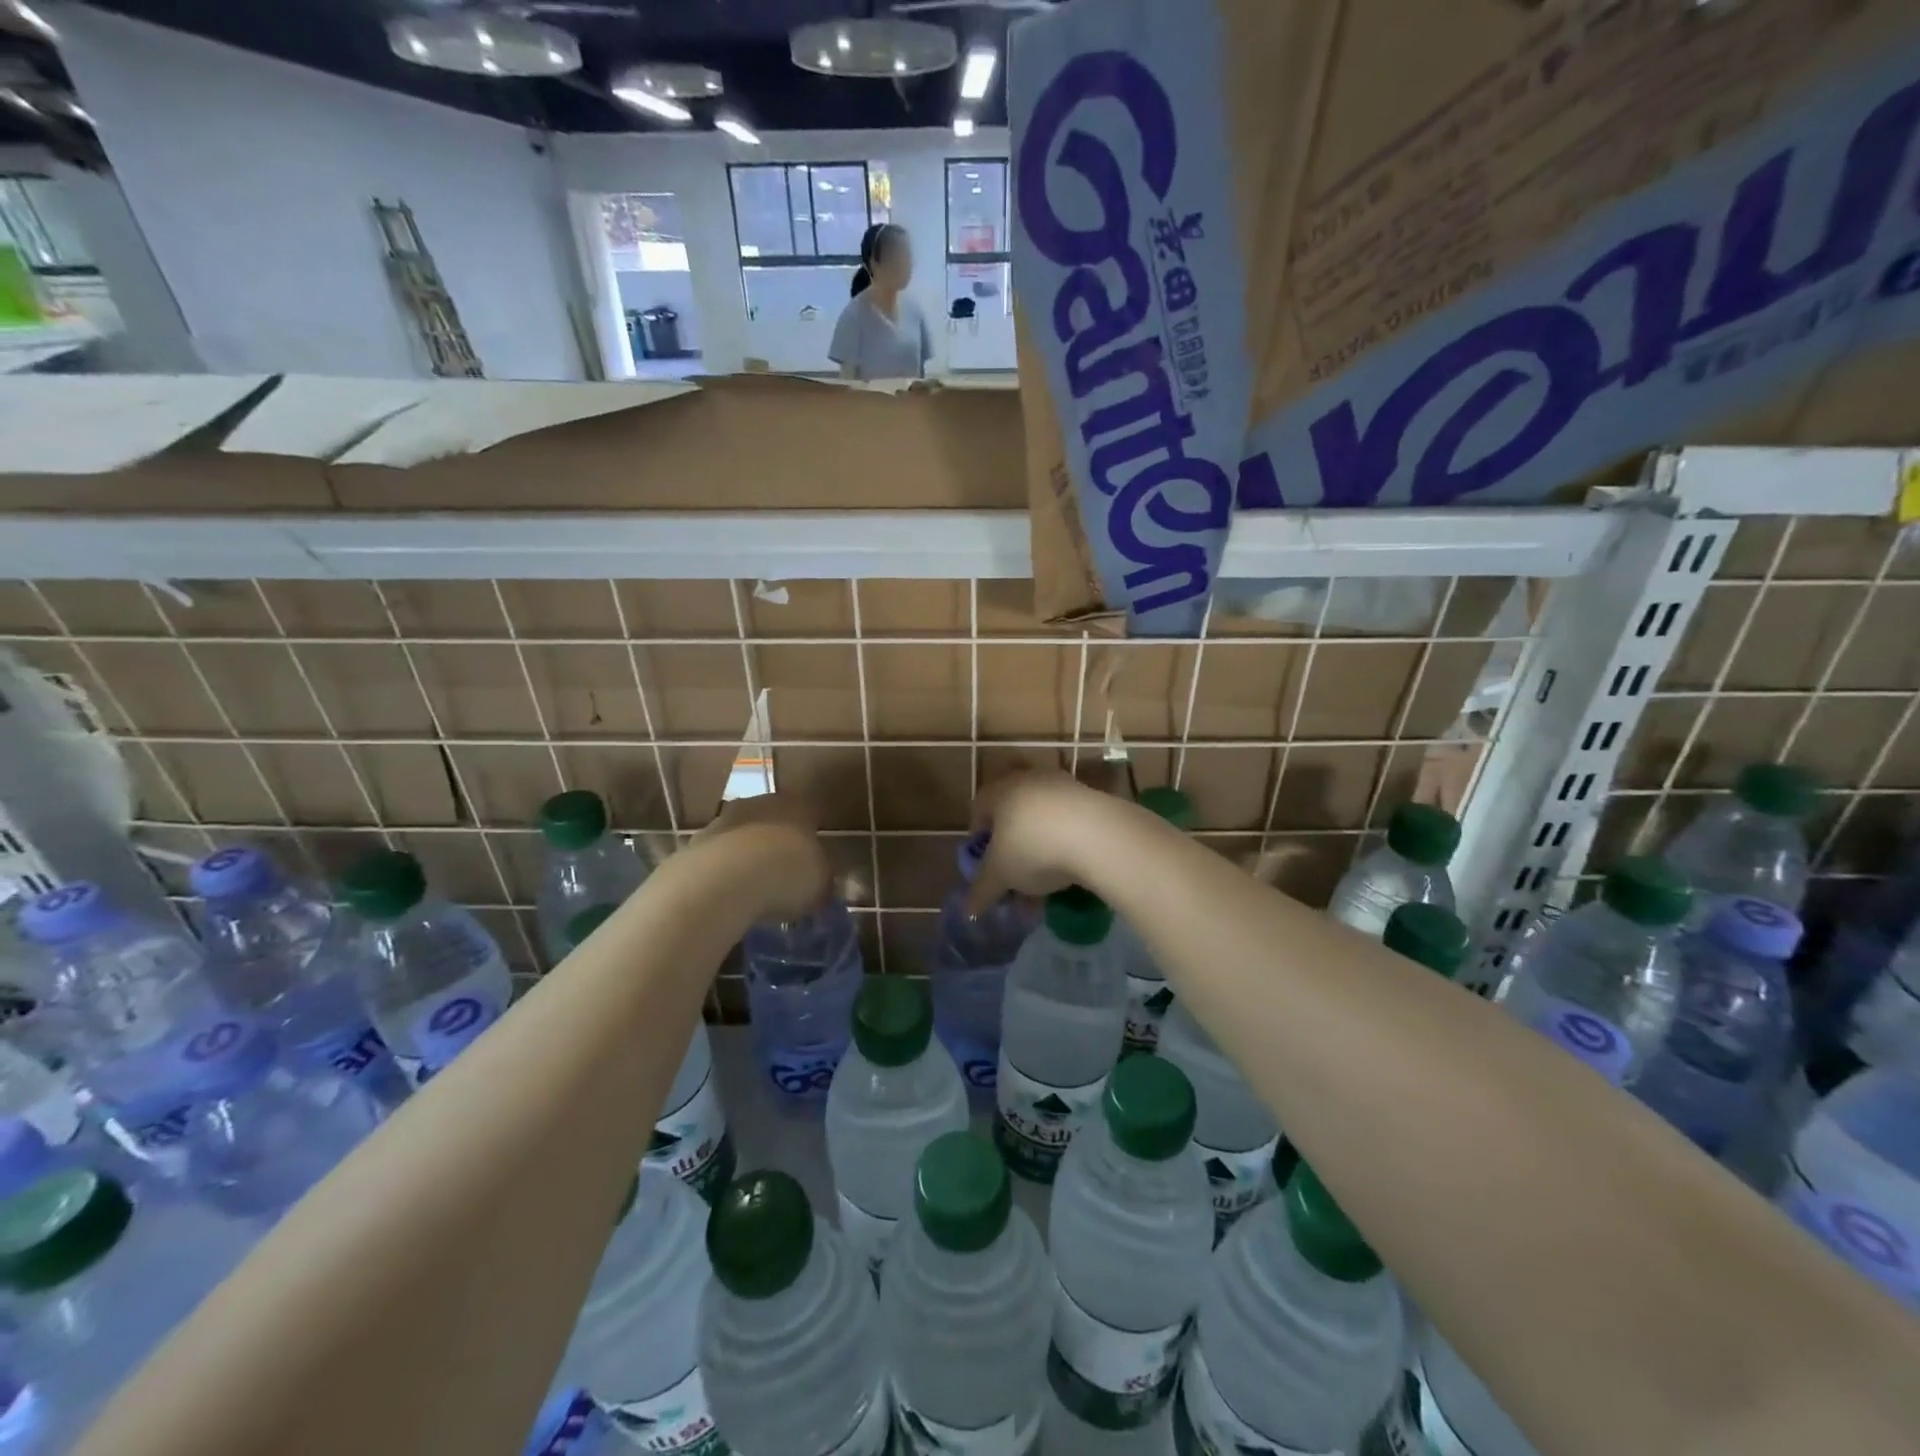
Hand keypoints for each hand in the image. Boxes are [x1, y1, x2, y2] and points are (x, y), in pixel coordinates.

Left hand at [698, 793, 830, 922]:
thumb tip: (820, 882)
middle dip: (778, 842)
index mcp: (798, 805)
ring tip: (754, 889)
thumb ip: (822, 878)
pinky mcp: (695, 843)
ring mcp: (723, 819)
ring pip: (742, 835)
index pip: (811, 813)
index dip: (813, 835)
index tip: (816, 858)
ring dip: (747, 855)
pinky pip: (718, 857)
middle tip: (784, 873)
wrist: (724, 880)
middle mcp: (761, 803)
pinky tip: (728, 895)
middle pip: (773, 819)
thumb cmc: (787, 874)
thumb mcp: (821, 883)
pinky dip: (723, 872)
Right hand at [964, 771, 1109, 915]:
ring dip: (1040, 840)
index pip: (979, 807)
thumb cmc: (1032, 848)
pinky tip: (1071, 864)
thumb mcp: (1001, 875)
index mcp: (999, 791)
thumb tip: (969, 910)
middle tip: (1015, 868)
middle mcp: (1028, 779)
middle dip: (1011, 840)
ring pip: (1042, 816)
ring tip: (1046, 874)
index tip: (985, 860)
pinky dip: (1066, 839)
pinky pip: (1069, 820)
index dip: (979, 835)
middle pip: (1012, 810)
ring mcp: (1062, 785)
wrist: (1097, 835)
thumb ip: (982, 890)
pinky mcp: (1091, 796)